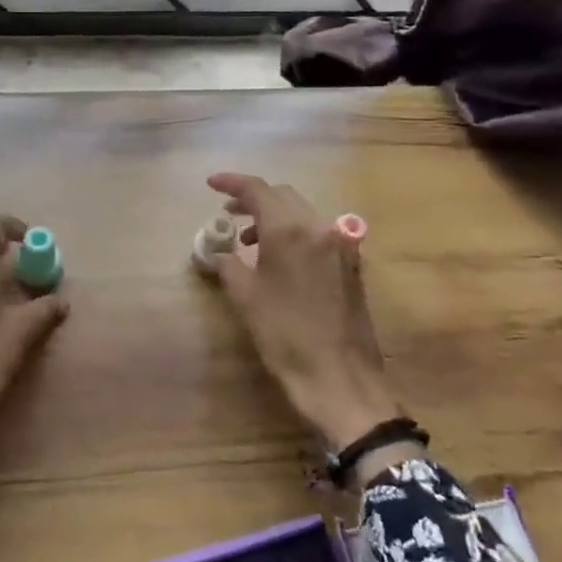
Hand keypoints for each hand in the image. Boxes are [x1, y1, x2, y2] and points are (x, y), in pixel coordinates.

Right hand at [206, 173, 402, 450]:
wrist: (341, 378)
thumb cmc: (286, 337)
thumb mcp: (247, 298)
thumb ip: (229, 265)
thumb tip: (221, 253)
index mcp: (289, 230)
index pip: (258, 189)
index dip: (232, 183)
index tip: (211, 184)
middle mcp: (318, 227)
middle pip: (283, 195)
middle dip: (253, 199)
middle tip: (228, 213)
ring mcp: (340, 244)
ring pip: (301, 213)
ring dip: (273, 217)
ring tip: (249, 240)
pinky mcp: (351, 264)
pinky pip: (317, 233)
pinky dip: (293, 233)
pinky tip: (279, 258)